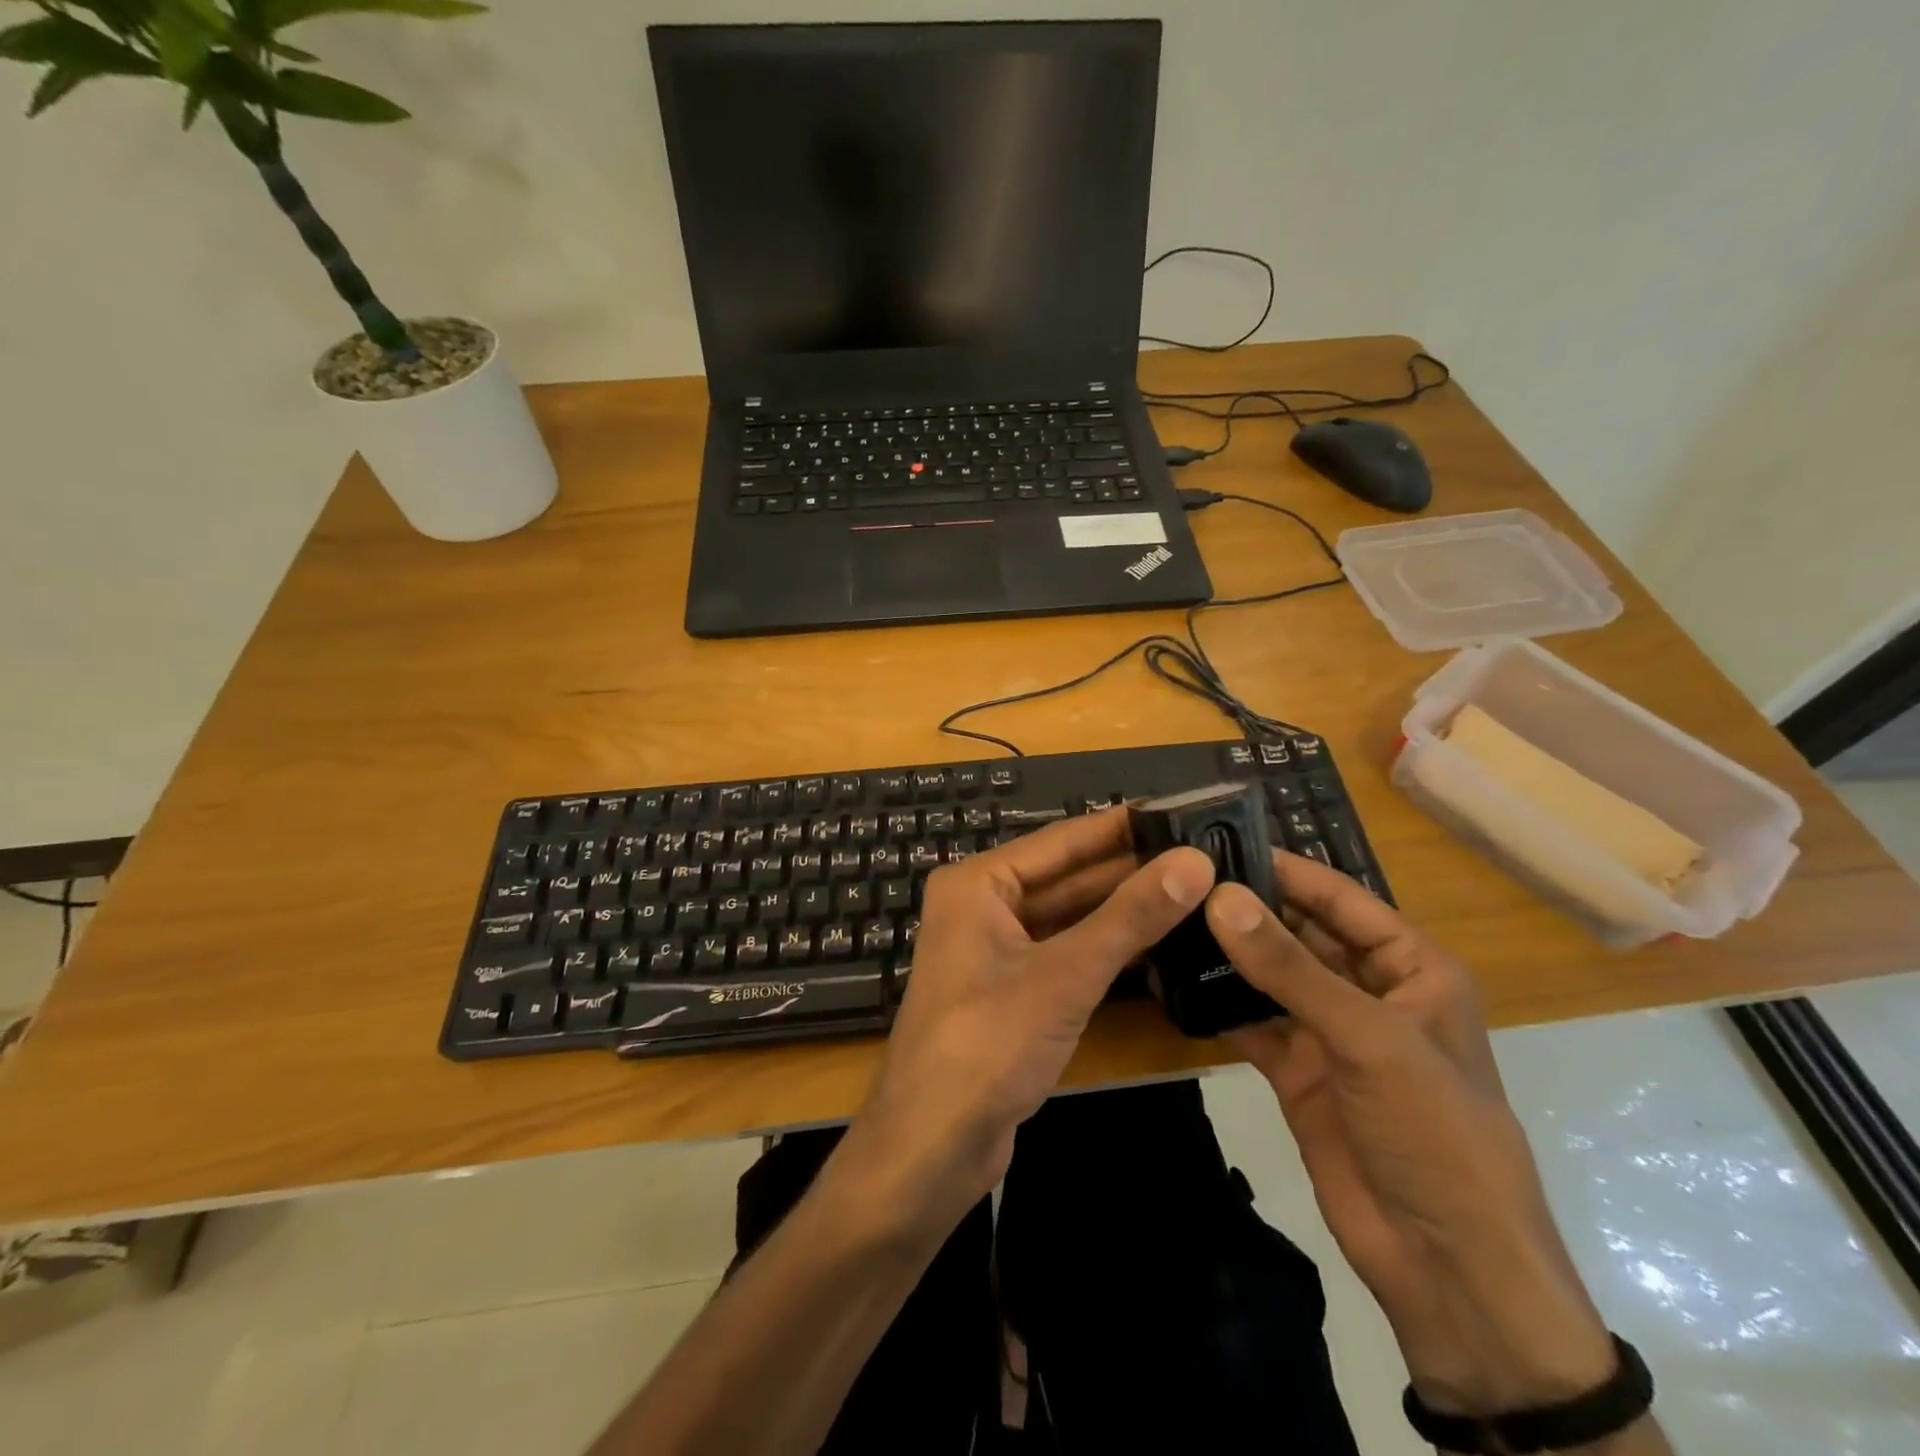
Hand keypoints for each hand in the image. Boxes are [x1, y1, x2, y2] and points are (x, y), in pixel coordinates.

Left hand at [841, 810, 1215, 1224]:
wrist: (933, 1146)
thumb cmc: (987, 1044)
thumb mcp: (1065, 975)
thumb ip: (1130, 917)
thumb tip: (1195, 861)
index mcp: (978, 884)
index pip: (1061, 840)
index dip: (1120, 826)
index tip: (1179, 811)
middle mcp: (984, 907)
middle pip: (1067, 878)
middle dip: (1129, 870)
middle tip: (1202, 855)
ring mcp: (998, 952)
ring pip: (1070, 918)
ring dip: (1123, 911)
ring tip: (1196, 892)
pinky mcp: (1014, 992)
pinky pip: (1067, 954)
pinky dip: (1107, 949)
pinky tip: (1160, 943)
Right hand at [1206, 853, 1615, 1417]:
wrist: (1446, 1264)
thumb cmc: (1434, 1131)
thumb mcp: (1368, 1038)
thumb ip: (1290, 967)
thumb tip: (1219, 896)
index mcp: (1410, 968)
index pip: (1339, 898)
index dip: (1284, 868)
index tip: (1217, 839)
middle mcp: (1368, 989)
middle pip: (1300, 932)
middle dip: (1247, 906)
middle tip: (1177, 877)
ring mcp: (1328, 1031)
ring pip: (1270, 975)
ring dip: (1226, 952)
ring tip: (1164, 916)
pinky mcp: (1295, 1069)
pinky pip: (1250, 1021)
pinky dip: (1216, 1002)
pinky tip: (1173, 977)